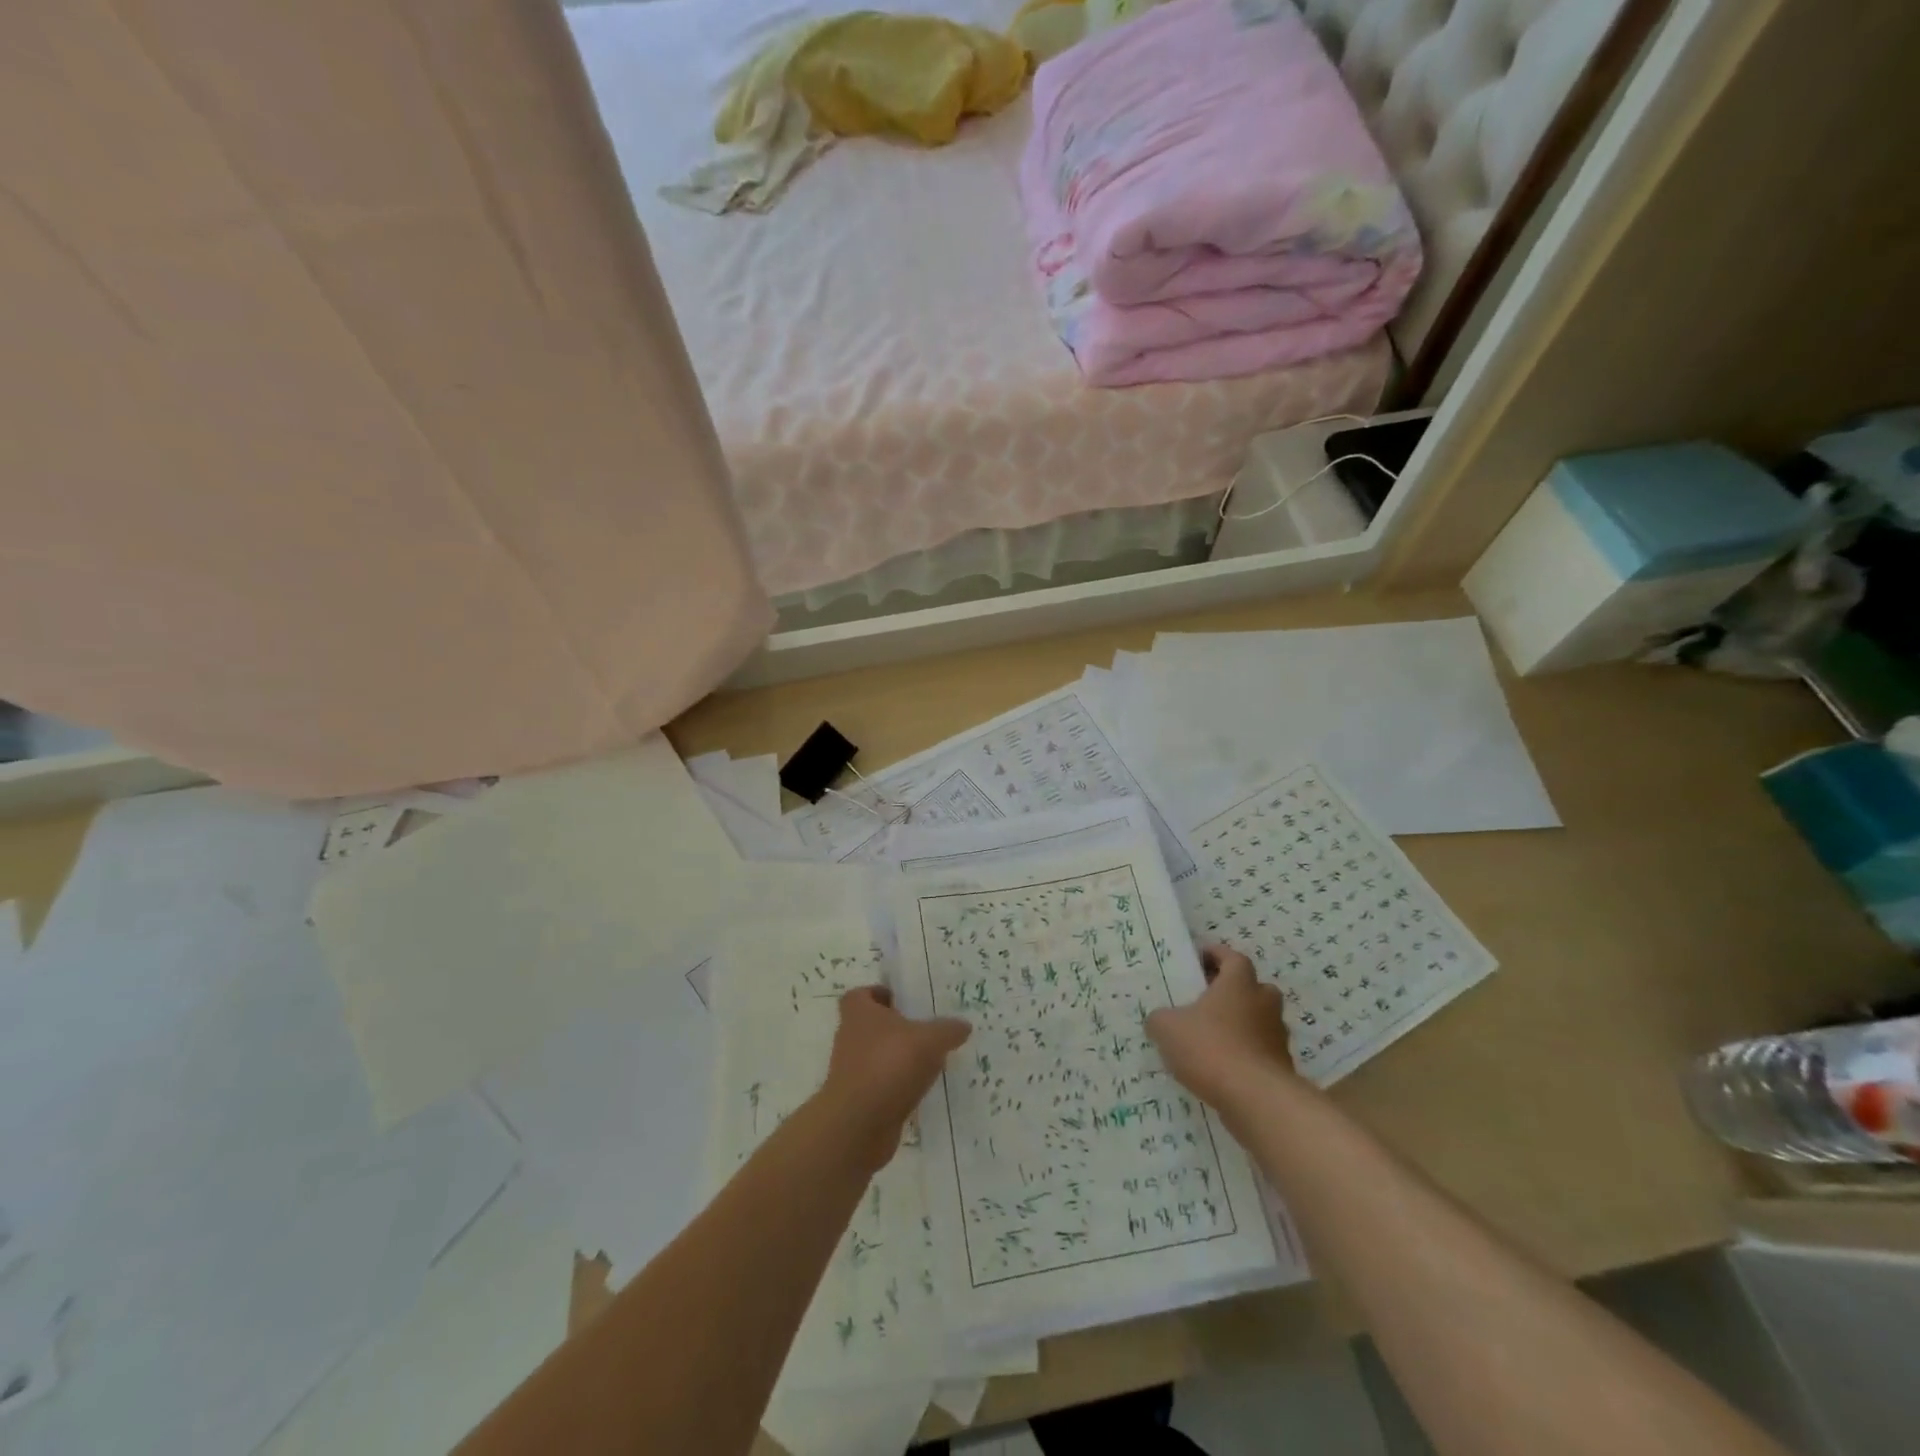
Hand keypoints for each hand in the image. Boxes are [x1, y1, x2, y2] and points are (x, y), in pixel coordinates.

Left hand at [820, 986, 970, 1172]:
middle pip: (873, 1026)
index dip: (880, 994)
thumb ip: (948, 1030)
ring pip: (878, 1057)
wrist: (858, 1125)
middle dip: (897, 1028)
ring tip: (931, 1061)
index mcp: (859, 1013)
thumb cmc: (889, 1065)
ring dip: (899, 1059)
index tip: (904, 1002)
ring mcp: (851, 1072)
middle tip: (927, 1030)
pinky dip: (898, 1087)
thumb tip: (963, 1025)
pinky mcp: (858, 1101)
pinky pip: (882, 1085)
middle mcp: (849, 1038)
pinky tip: (922, 1090)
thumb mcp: (930, 1040)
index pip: (862, 995)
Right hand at [1146, 945, 1295, 1112]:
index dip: (1216, 955)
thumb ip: (1160, 1018)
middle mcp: (1264, 1003)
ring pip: (1260, 1021)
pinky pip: (1261, 1051)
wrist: (1256, 1099)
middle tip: (1208, 999)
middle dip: (1234, 991)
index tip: (1199, 959)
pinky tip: (1223, 1068)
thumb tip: (1160, 1020)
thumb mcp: (1167, 1028)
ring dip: (1241, 1024)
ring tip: (1212, 1037)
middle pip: (1254, 988)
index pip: (1233, 958)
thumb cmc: (1210, 1048)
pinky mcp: (1282, 1067)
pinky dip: (1245, 1054)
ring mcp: (1277, 1036)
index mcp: (1239, 984)